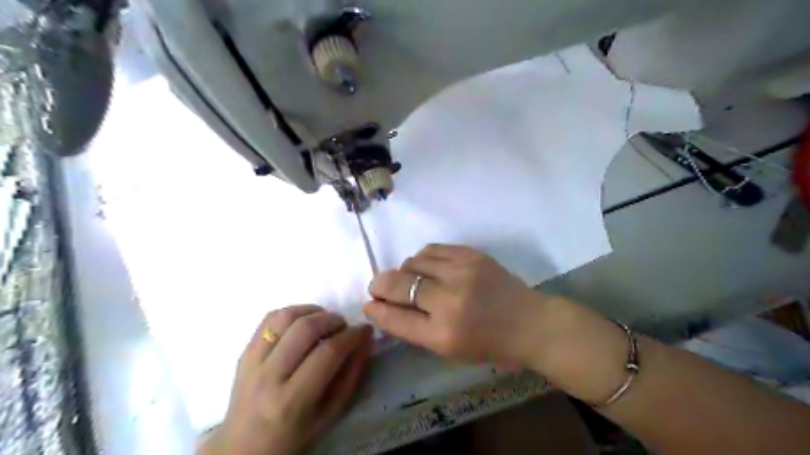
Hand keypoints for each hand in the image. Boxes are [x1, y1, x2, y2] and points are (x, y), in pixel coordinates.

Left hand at [207, 306, 376, 454]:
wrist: (244, 448)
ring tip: (324, 320)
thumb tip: (364, 340)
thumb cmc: (294, 437)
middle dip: (333, 319)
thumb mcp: (331, 416)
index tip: (364, 330)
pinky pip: (269, 319)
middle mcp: (268, 377)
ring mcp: (251, 362)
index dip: (352, 336)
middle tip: (344, 326)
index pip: (328, 353)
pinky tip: (303, 321)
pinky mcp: (244, 352)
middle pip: (305, 329)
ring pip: (285, 317)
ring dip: (312, 311)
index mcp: (292, 401)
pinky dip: (292, 313)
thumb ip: (351, 376)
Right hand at [364, 243, 554, 366]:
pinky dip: (423, 258)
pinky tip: (428, 266)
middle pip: (398, 284)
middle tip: (378, 287)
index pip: (395, 317)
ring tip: (412, 279)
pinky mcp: (471, 255)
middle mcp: (449, 301)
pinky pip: (432, 249)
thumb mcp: (449, 349)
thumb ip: (416, 328)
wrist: (529, 322)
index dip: (376, 309)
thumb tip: (384, 307)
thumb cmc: (488, 344)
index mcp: (442, 334)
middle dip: (380, 284)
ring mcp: (461, 273)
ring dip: (405, 271)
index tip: (368, 304)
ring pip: (413, 261)